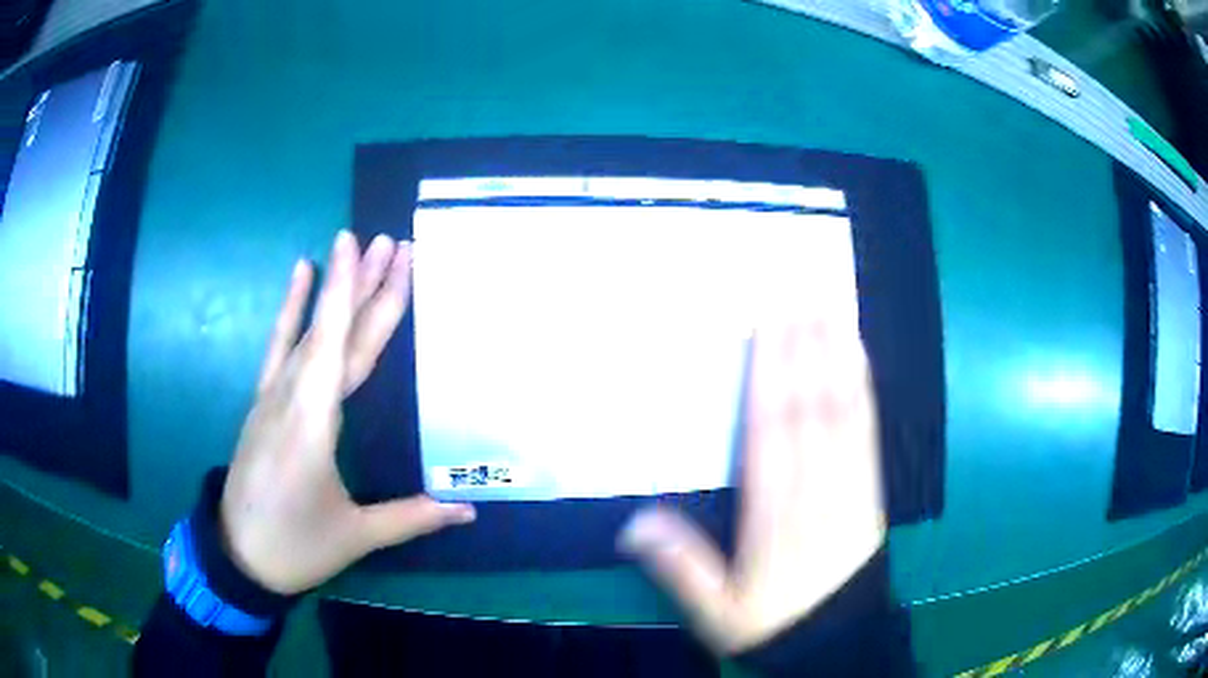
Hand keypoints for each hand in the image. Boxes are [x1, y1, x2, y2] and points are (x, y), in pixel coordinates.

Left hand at [220, 231, 474, 595]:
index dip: (358, 296)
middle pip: (332, 332)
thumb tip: (470, 511)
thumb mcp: (356, 536)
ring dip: (334, 290)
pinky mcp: (262, 402)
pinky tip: (298, 276)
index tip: (373, 250)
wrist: (239, 557)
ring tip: (353, 245)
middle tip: (391, 243)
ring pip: (308, 332)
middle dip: (362, 285)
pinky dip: (290, 310)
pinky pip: (279, 346)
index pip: (343, 348)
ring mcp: (272, 396)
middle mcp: (291, 397)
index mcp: (314, 424)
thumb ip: (412, 516)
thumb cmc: (297, 545)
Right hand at [620, 317, 885, 654]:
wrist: (837, 640)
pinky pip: (868, 431)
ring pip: (842, 412)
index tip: (769, 328)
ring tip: (831, 309)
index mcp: (773, 516)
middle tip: (800, 294)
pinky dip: (864, 389)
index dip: (770, 376)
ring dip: (836, 357)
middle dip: (805, 348)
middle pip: (809, 409)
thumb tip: (634, 523)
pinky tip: (859, 358)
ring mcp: (849, 485)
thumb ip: (681, 566)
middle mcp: (814, 490)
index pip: (770, 433)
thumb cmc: (773, 621)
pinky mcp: (871, 489)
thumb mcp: (717, 610)